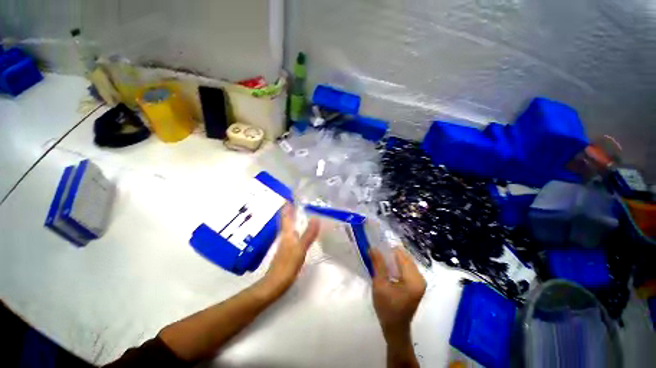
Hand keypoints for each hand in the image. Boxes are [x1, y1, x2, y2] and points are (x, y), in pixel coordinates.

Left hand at [262, 204, 319, 293]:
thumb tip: (316, 218)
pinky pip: (291, 235)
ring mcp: (284, 245)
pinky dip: (295, 229)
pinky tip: (299, 231)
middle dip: (290, 211)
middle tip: (297, 202)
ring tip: (299, 212)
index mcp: (287, 234)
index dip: (287, 206)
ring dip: (292, 219)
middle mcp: (285, 237)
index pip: (286, 216)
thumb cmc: (287, 266)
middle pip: (286, 220)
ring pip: (288, 227)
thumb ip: (308, 234)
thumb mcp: (300, 249)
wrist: (274, 285)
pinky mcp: (286, 252)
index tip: (290, 196)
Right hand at [370, 247, 425, 340]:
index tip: (376, 247)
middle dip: (391, 254)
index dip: (388, 249)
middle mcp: (420, 277)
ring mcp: (420, 281)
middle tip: (377, 254)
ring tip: (380, 260)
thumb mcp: (380, 284)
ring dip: (393, 259)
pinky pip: (407, 268)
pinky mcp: (417, 284)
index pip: (401, 255)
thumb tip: (373, 247)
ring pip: (405, 262)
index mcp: (413, 278)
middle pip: (405, 257)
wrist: (395, 328)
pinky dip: (397, 265)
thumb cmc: (387, 307)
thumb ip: (378, 264)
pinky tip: (387, 268)